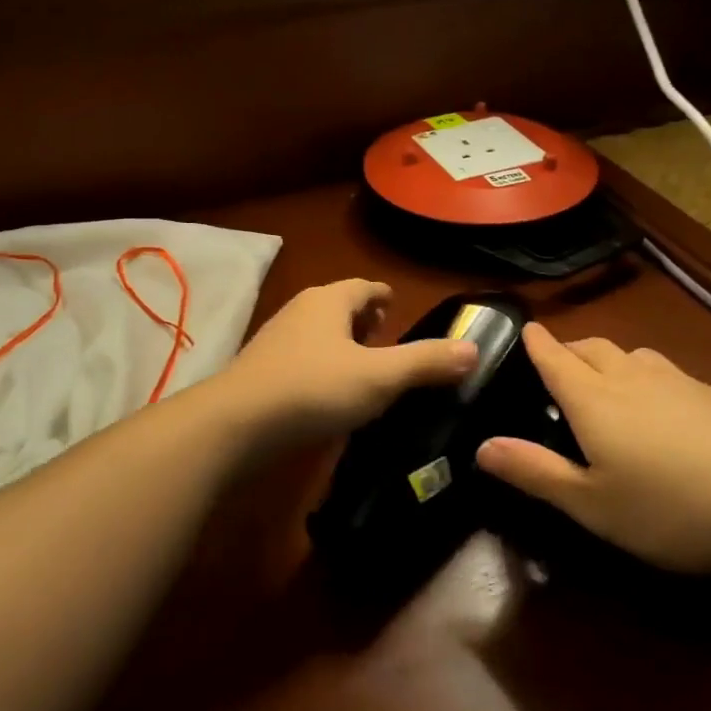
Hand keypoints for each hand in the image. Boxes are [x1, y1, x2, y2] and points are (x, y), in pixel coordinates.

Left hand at [222, 280, 477, 445]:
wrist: (237, 423)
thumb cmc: (314, 389)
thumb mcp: (379, 377)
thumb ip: (426, 362)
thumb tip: (473, 349)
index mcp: (329, 300)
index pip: (365, 287)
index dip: (385, 297)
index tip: (399, 309)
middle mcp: (300, 310)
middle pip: (340, 307)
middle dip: (365, 321)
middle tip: (388, 342)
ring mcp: (276, 338)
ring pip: (319, 333)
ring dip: (342, 345)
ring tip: (364, 370)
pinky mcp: (262, 369)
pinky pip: (302, 358)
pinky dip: (321, 367)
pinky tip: (329, 395)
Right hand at [475, 324, 710, 573]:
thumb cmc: (674, 508)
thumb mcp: (593, 505)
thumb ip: (535, 472)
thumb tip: (480, 446)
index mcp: (593, 399)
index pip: (554, 357)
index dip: (536, 342)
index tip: (525, 328)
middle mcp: (632, 377)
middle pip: (593, 348)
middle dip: (570, 349)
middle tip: (559, 365)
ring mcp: (680, 381)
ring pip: (634, 355)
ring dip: (612, 360)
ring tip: (609, 382)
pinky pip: (669, 373)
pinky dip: (650, 378)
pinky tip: (667, 410)